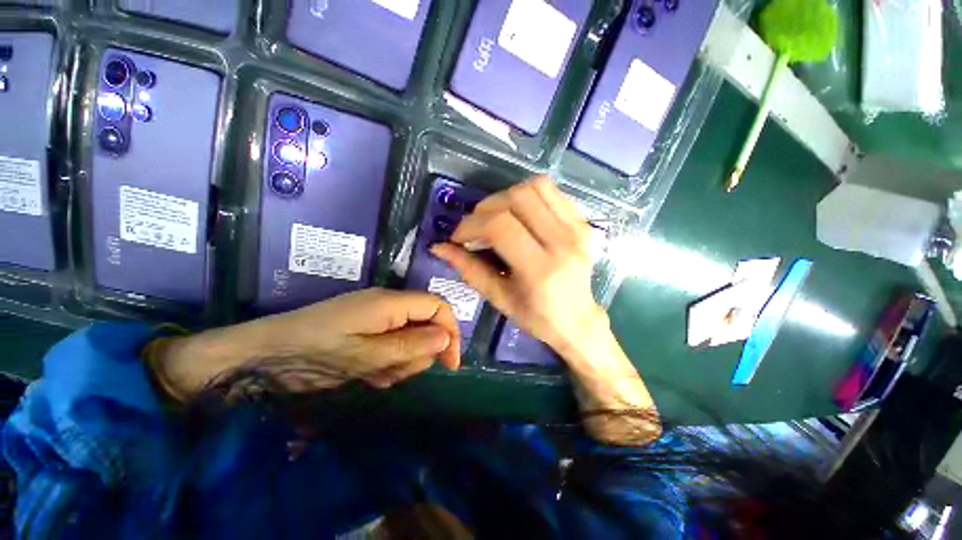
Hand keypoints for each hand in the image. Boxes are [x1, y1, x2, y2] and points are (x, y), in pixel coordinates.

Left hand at [152, 289, 460, 399]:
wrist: (263, 355)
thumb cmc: (313, 353)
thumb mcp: (365, 356)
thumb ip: (409, 346)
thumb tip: (446, 338)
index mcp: (391, 302)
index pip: (438, 306)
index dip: (451, 331)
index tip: (451, 364)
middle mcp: (389, 305)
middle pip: (426, 324)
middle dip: (419, 353)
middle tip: (394, 372)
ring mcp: (377, 318)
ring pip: (411, 339)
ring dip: (401, 361)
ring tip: (376, 375)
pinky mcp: (368, 330)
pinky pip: (393, 345)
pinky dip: (388, 363)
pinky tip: (368, 374)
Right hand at [430, 176, 604, 357]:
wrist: (577, 319)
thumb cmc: (536, 317)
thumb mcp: (498, 298)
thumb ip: (469, 269)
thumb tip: (439, 247)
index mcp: (540, 269)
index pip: (500, 226)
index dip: (471, 225)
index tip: (458, 238)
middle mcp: (562, 242)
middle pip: (517, 199)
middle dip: (485, 208)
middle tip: (475, 227)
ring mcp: (576, 228)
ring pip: (535, 187)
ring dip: (506, 197)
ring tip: (496, 217)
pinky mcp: (582, 222)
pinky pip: (551, 191)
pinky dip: (527, 195)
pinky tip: (519, 214)